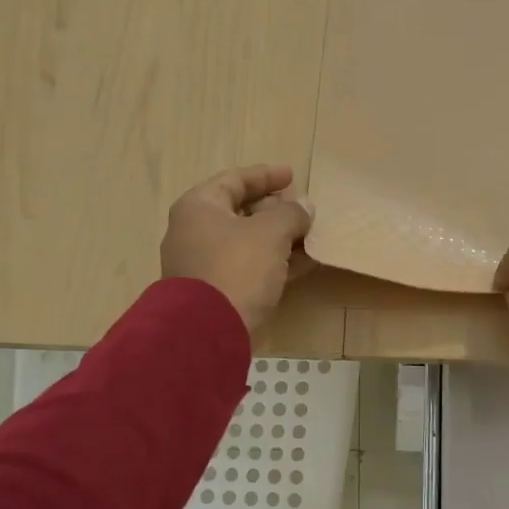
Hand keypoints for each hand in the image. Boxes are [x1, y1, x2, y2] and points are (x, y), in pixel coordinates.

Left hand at [161, 165, 314, 336]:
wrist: (207, 332)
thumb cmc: (236, 268)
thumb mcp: (270, 233)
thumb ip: (290, 213)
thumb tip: (304, 206)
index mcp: (199, 208)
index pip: (234, 180)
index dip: (265, 176)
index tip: (292, 175)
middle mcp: (195, 232)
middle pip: (241, 212)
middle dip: (276, 210)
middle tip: (304, 210)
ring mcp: (204, 265)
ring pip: (248, 242)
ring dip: (280, 239)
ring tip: (312, 237)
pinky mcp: (217, 293)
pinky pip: (250, 268)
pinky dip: (275, 263)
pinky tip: (305, 264)